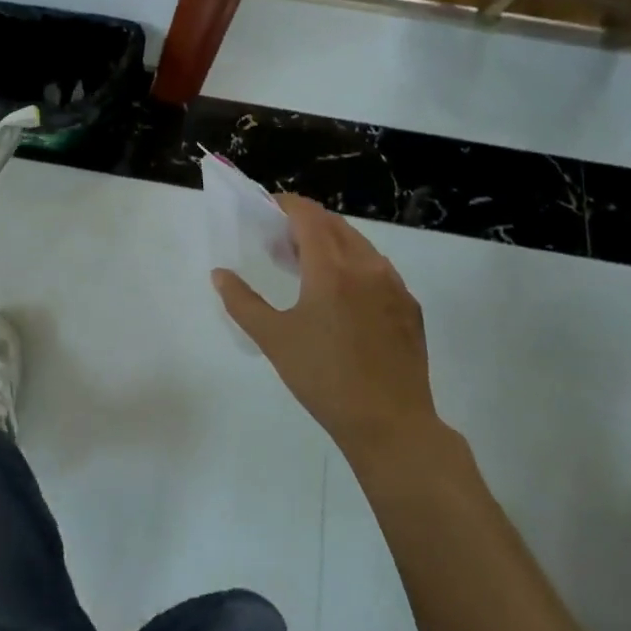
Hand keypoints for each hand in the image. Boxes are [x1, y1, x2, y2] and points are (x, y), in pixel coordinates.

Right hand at [213, 194, 439, 457]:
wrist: (390, 425)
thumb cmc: (324, 378)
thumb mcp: (273, 339)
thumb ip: (242, 302)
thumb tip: (220, 274)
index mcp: (332, 269)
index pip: (308, 216)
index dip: (286, 205)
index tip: (267, 209)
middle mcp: (367, 266)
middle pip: (334, 224)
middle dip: (305, 223)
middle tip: (280, 241)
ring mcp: (394, 286)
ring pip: (359, 245)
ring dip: (331, 242)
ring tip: (308, 266)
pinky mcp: (410, 307)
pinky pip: (378, 269)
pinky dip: (354, 264)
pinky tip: (341, 294)